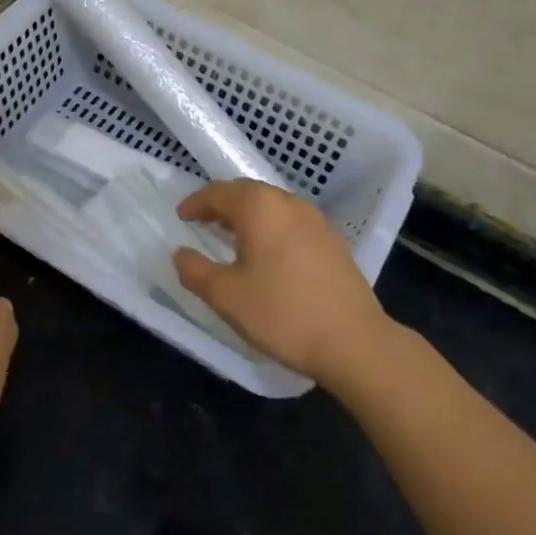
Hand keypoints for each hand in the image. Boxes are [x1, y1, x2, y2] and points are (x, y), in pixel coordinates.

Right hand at [173, 180, 394, 390]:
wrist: (354, 341)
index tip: (181, 216)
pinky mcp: (333, 241)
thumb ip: (194, 271)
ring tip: (233, 238)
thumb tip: (181, 254)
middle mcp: (289, 203)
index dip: (196, 202)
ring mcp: (316, 220)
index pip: (218, 192)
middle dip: (222, 205)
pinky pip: (291, 223)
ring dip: (248, 216)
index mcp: (259, 208)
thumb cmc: (282, 314)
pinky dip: (271, 228)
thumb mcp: (225, 296)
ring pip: (272, 207)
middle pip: (247, 192)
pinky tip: (268, 255)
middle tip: (203, 222)